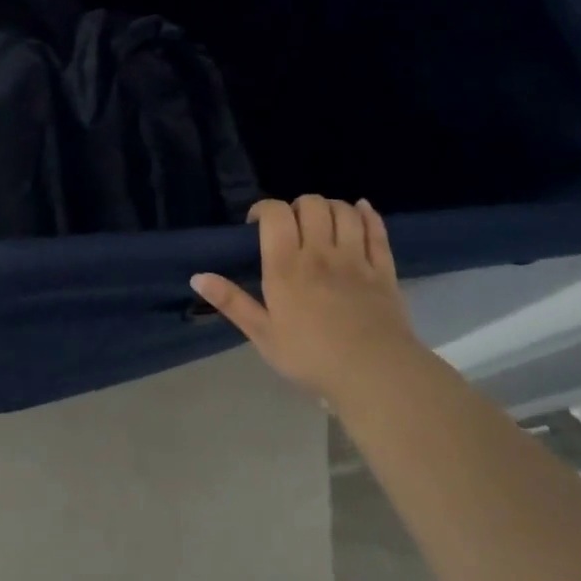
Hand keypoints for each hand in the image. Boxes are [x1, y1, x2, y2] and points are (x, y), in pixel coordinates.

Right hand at [192, 197, 416, 399]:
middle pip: (311, 204)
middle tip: (291, 227)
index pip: (275, 214)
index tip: (256, 224)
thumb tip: (197, 276)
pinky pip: (377, 230)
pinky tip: (361, 210)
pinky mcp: (384, 270)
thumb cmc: (312, 357)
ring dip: (330, 208)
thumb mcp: (263, 335)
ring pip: (344, 211)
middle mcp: (320, 253)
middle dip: (297, 207)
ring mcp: (355, 259)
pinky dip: (369, 215)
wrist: (376, 375)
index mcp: (286, 267)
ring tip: (322, 223)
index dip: (264, 209)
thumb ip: (232, 302)